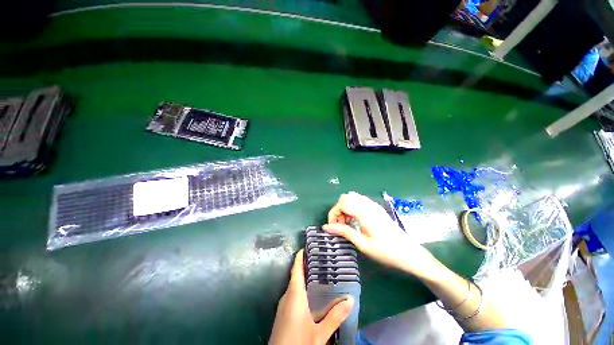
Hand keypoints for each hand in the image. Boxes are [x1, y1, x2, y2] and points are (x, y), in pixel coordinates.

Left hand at [269, 249, 353, 344]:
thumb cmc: (299, 343)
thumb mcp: (320, 334)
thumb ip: (335, 316)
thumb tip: (351, 299)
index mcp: (294, 295)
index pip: (296, 269)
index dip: (300, 257)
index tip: (307, 247)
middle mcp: (287, 296)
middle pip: (296, 276)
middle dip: (306, 266)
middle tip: (320, 260)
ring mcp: (283, 305)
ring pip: (294, 285)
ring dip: (304, 278)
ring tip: (319, 274)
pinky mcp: (282, 313)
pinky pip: (292, 294)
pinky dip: (301, 289)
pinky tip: (311, 295)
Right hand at [323, 192, 435, 277]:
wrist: (409, 253)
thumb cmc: (386, 251)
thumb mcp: (362, 244)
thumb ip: (344, 232)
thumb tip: (326, 227)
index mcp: (364, 213)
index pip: (342, 204)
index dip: (333, 214)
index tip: (332, 227)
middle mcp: (368, 205)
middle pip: (346, 197)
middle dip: (338, 209)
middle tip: (340, 225)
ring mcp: (373, 205)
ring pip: (352, 197)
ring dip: (345, 207)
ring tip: (347, 223)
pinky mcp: (376, 208)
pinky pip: (360, 201)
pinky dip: (352, 207)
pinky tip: (355, 220)